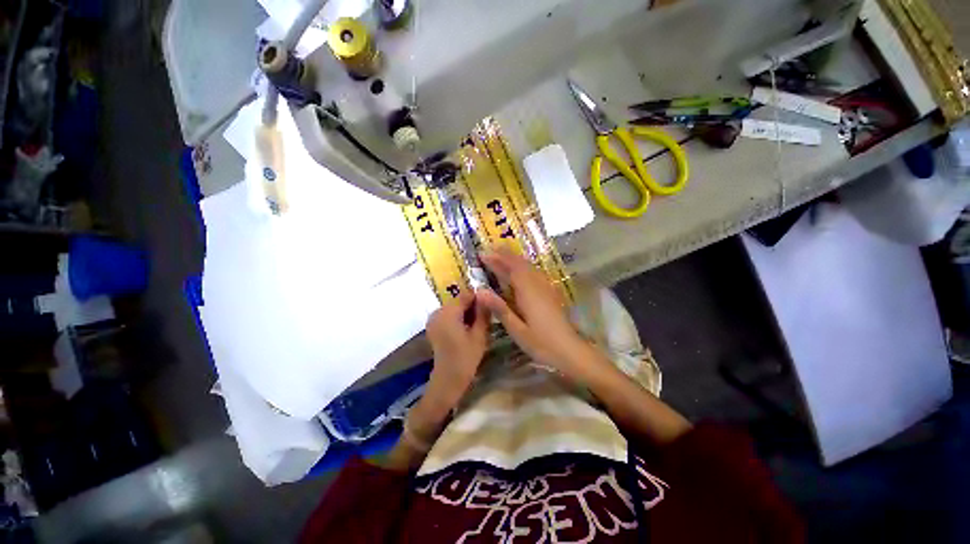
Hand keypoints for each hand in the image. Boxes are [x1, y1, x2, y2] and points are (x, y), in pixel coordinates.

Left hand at [423, 290, 490, 412]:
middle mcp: (438, 311)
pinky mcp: (432, 326)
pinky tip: (464, 332)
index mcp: (448, 311)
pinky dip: (457, 319)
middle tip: (482, 322)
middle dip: (471, 307)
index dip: (479, 300)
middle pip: (459, 301)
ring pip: (454, 308)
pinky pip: (447, 315)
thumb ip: (483, 312)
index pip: (466, 295)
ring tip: (474, 328)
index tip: (488, 310)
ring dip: (465, 313)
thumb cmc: (466, 357)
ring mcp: (433, 319)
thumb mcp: (479, 334)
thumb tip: (487, 295)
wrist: (447, 379)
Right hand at [476, 247, 588, 375]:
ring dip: (513, 258)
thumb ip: (499, 308)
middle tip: (488, 251)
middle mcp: (537, 284)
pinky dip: (523, 266)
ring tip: (500, 256)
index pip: (511, 268)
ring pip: (528, 266)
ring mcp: (546, 287)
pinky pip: (534, 272)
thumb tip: (480, 291)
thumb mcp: (517, 330)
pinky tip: (519, 271)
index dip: (496, 259)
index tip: (482, 253)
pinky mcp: (550, 293)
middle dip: (504, 254)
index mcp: (528, 292)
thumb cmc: (542, 343)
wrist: (571, 351)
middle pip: (520, 263)